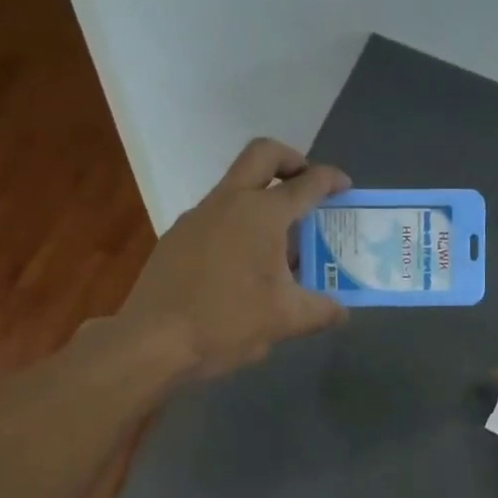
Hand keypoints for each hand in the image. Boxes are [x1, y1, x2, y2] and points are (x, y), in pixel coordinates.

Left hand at [120, 138, 351, 378]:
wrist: (153, 341)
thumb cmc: (227, 323)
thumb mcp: (285, 320)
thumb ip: (321, 311)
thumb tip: (342, 312)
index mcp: (262, 214)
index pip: (305, 184)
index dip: (331, 180)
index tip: (345, 187)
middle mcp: (228, 201)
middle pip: (263, 155)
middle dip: (292, 160)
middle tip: (307, 184)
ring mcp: (197, 216)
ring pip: (236, 187)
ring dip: (263, 198)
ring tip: (281, 243)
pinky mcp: (177, 237)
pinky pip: (217, 216)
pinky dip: (239, 224)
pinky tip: (244, 266)